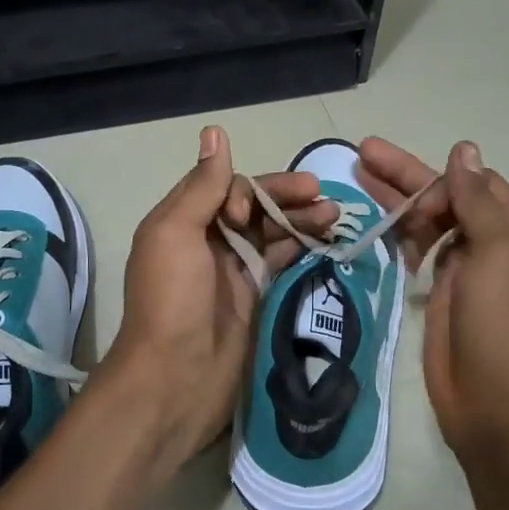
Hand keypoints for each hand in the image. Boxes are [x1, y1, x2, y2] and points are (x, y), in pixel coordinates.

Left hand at [103, 125, 337, 474]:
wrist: (176, 378)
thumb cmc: (172, 299)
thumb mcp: (175, 233)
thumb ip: (201, 186)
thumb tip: (215, 131)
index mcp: (185, 221)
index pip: (228, 187)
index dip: (248, 191)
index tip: (250, 213)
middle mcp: (210, 241)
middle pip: (256, 207)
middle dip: (288, 198)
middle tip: (324, 197)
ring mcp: (236, 271)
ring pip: (274, 233)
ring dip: (303, 220)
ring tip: (336, 215)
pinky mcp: (258, 297)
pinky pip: (284, 263)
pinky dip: (304, 249)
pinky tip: (328, 241)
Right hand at [357, 137, 508, 457]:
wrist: (494, 400)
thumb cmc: (502, 319)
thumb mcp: (498, 250)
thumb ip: (477, 199)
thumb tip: (465, 149)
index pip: (475, 184)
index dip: (440, 176)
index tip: (408, 184)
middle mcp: (492, 244)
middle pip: (446, 198)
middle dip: (406, 176)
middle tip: (362, 152)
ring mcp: (464, 271)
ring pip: (428, 223)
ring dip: (398, 202)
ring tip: (357, 178)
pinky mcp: (439, 294)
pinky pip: (418, 253)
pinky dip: (399, 235)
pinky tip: (374, 223)